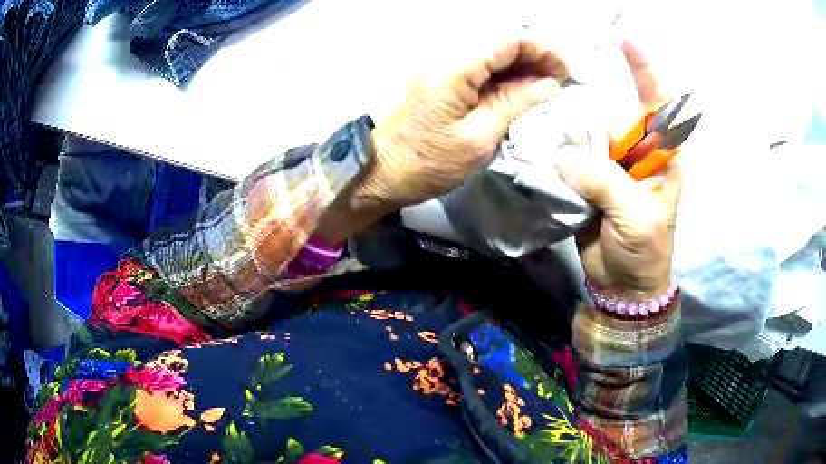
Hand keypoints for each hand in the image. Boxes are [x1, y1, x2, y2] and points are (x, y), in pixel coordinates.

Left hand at [364, 32, 569, 208]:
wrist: (379, 171)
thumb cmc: (426, 162)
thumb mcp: (478, 138)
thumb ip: (515, 103)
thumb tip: (549, 84)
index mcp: (455, 66)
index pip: (509, 38)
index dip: (544, 49)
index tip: (566, 71)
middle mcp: (446, 53)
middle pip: (501, 39)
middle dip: (536, 55)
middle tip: (560, 80)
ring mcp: (441, 62)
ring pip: (492, 50)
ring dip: (522, 63)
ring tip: (546, 86)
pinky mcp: (440, 74)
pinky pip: (479, 64)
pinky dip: (504, 73)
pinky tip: (521, 88)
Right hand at [556, 40, 681, 297]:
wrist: (623, 284)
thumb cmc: (645, 250)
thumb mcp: (636, 215)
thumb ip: (606, 181)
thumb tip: (566, 156)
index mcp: (660, 159)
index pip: (658, 107)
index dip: (645, 72)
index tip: (626, 41)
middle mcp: (635, 155)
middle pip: (613, 116)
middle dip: (591, 104)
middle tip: (564, 89)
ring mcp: (610, 167)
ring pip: (588, 135)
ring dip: (569, 128)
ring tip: (545, 114)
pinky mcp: (589, 182)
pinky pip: (571, 158)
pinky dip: (557, 151)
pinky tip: (541, 142)